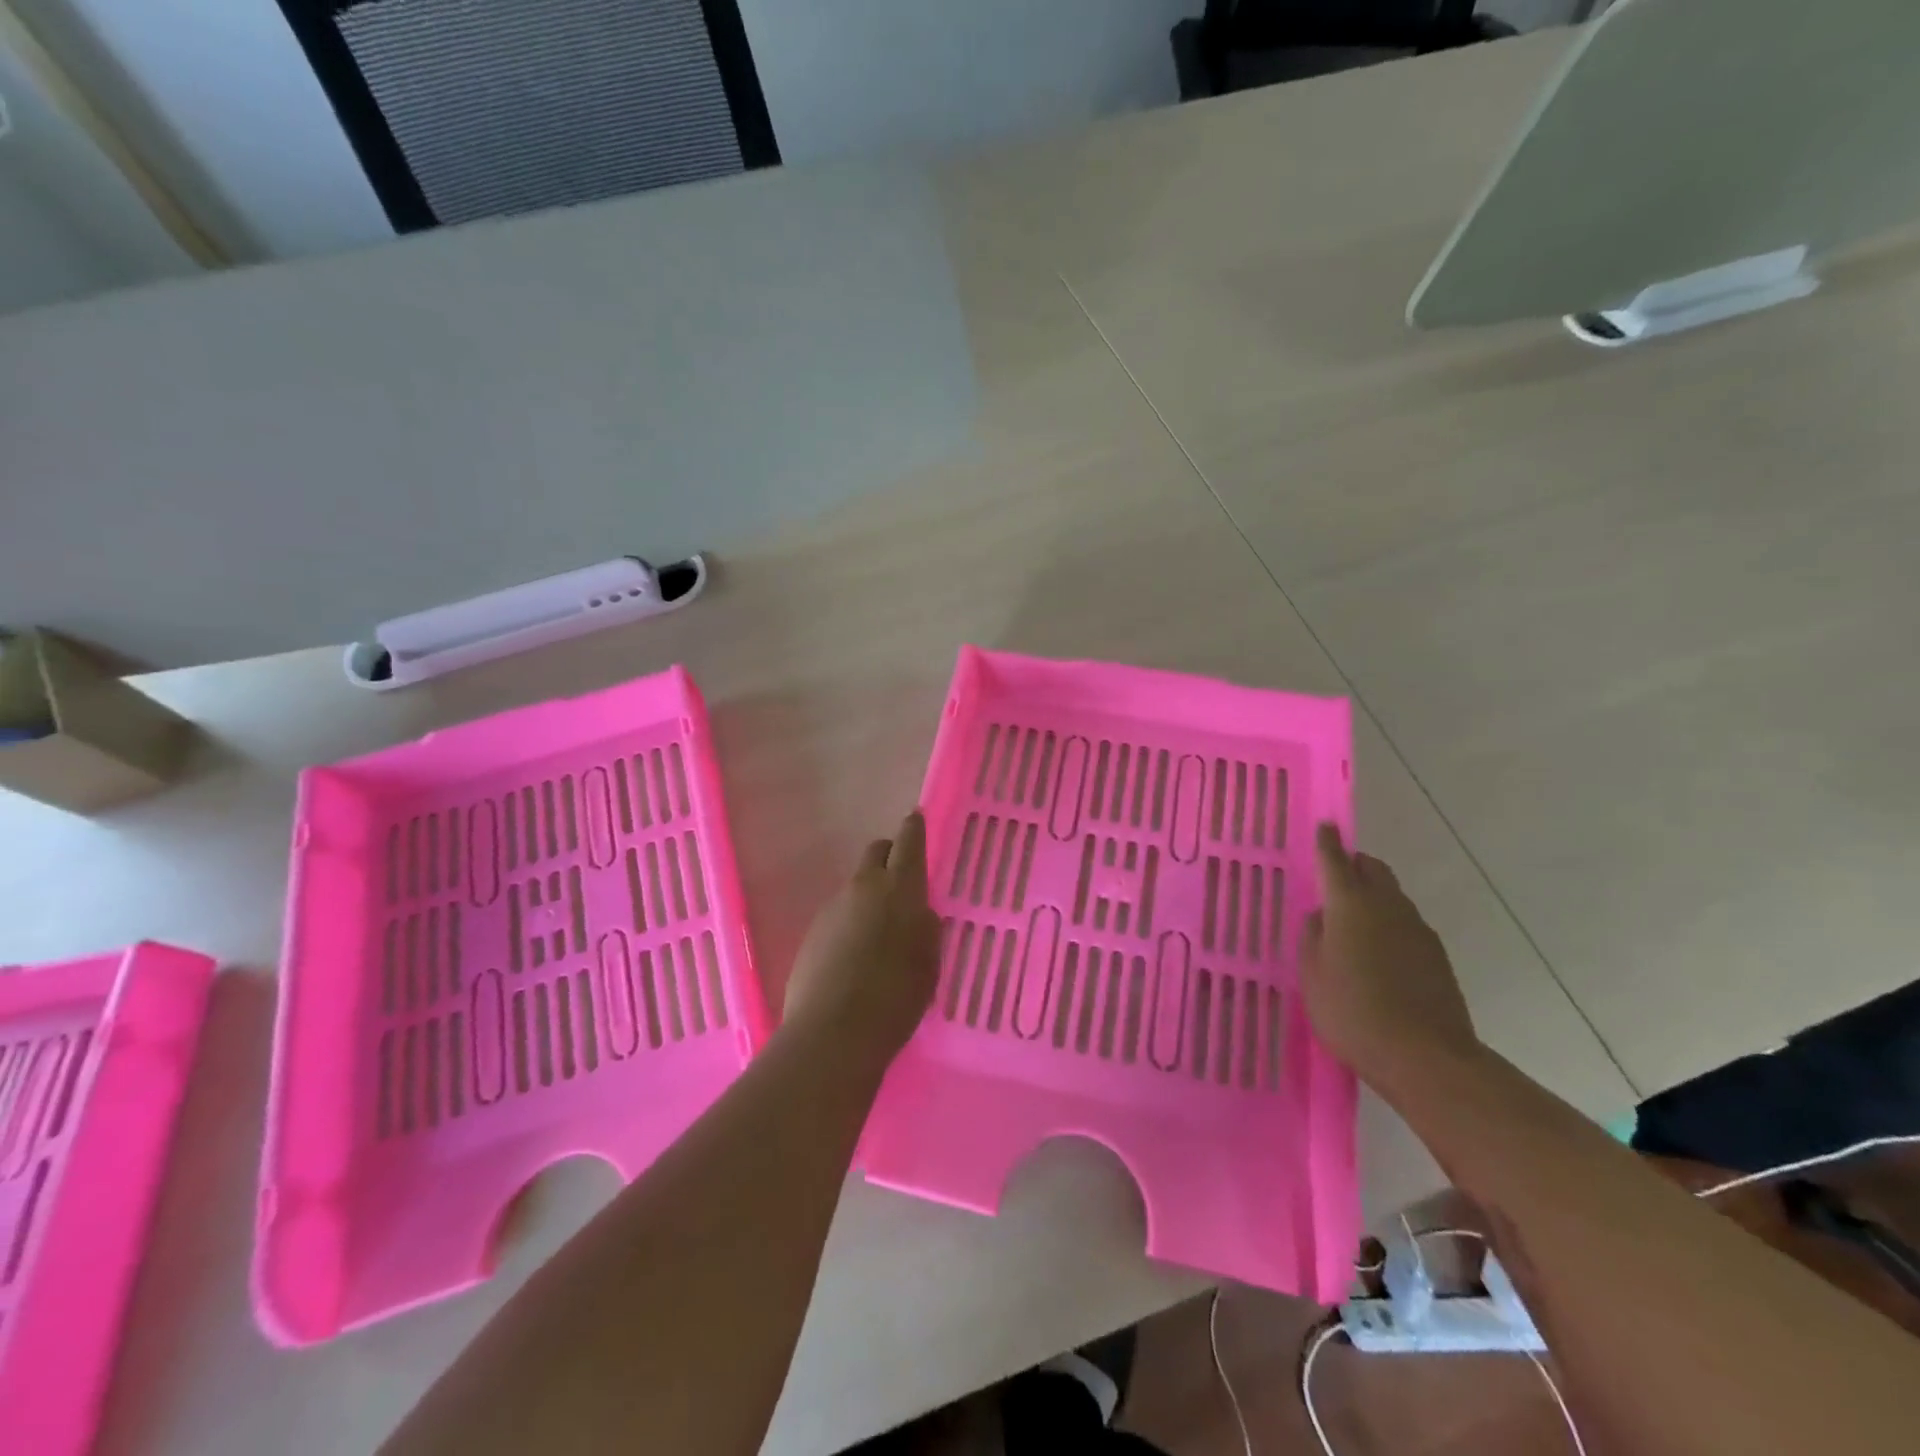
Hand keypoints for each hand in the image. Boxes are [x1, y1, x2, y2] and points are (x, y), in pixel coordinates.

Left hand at [782, 811, 941, 1063]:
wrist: (833, 1032)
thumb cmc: (896, 998)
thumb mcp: (928, 963)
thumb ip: (926, 929)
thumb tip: (919, 912)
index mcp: (899, 889)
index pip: (908, 842)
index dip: (914, 828)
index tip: (916, 818)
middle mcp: (863, 887)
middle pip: (876, 852)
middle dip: (891, 855)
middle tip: (903, 878)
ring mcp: (833, 908)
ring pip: (856, 886)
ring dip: (870, 895)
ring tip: (881, 932)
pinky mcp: (812, 932)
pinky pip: (839, 914)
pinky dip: (851, 922)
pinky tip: (856, 956)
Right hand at [1299, 823, 1479, 1086]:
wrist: (1424, 1058)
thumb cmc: (1351, 1011)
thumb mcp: (1312, 973)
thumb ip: (1313, 936)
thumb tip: (1322, 915)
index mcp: (1350, 904)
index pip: (1335, 860)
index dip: (1327, 842)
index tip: (1324, 827)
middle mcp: (1387, 906)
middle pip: (1374, 869)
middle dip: (1355, 865)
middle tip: (1335, 878)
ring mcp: (1418, 930)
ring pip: (1392, 897)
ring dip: (1373, 897)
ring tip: (1352, 923)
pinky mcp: (1437, 956)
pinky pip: (1406, 925)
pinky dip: (1389, 925)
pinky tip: (1377, 954)